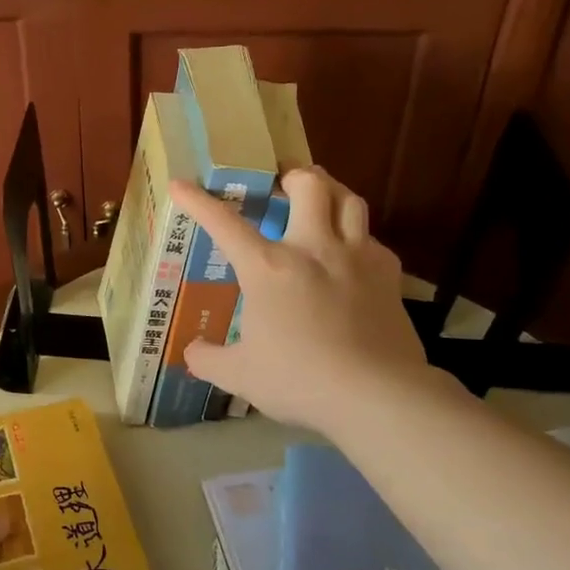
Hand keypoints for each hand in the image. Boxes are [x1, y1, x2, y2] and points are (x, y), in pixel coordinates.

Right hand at [169, 167, 433, 435]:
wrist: (377, 395)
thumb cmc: (300, 380)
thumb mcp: (241, 375)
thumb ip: (210, 359)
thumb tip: (192, 351)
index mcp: (268, 267)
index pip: (224, 223)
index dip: (198, 201)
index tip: (180, 184)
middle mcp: (312, 248)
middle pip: (309, 184)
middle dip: (292, 174)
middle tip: (281, 183)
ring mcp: (356, 257)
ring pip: (349, 199)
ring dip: (331, 191)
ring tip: (320, 199)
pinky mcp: (389, 275)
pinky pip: (373, 240)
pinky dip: (358, 238)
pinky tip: (352, 255)